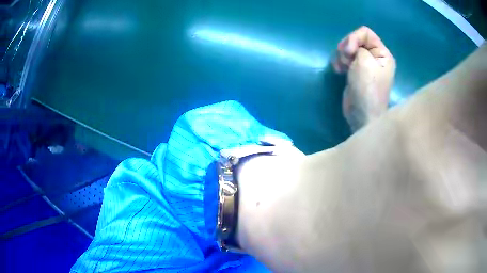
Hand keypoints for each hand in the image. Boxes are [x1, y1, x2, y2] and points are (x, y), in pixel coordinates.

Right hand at [333, 26, 395, 130]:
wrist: (362, 113)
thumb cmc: (367, 87)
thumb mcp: (364, 60)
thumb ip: (357, 45)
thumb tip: (350, 48)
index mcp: (383, 53)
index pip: (366, 33)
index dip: (354, 38)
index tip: (349, 51)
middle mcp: (375, 57)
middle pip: (356, 39)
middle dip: (347, 47)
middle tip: (345, 59)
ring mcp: (365, 65)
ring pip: (349, 49)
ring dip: (342, 55)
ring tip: (341, 67)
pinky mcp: (356, 72)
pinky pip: (346, 58)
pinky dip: (340, 62)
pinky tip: (339, 70)